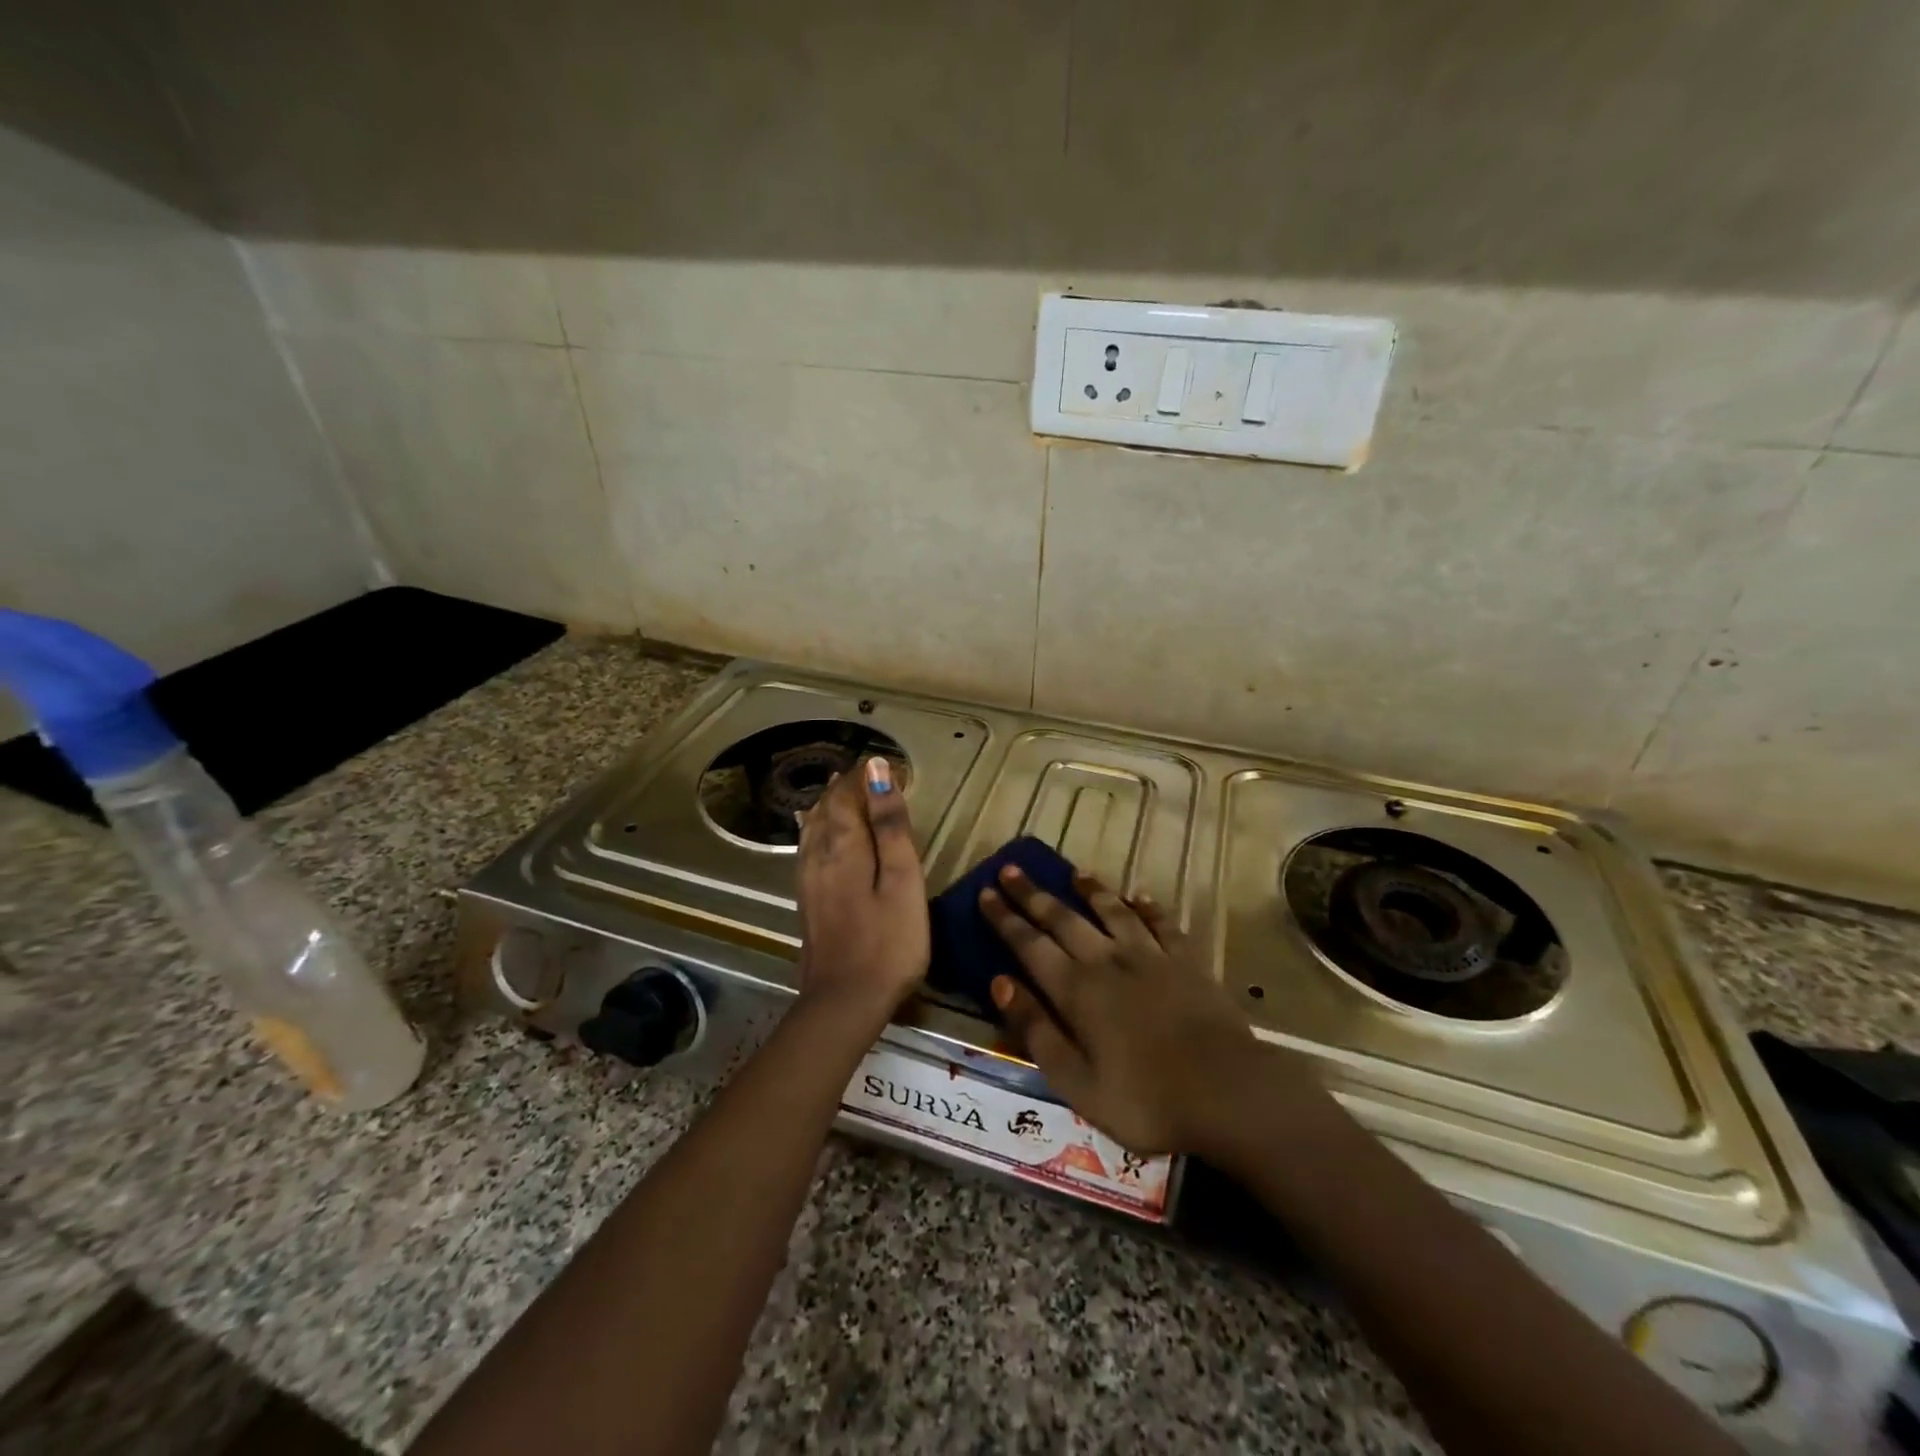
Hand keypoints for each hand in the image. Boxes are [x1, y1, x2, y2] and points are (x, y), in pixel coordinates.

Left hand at [794, 757, 928, 1034]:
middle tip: (867, 775)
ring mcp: (808, 881)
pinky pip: (809, 850)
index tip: (886, 764)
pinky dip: (820, 831)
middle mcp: (818, 856)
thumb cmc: (888, 941)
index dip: (863, 776)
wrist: (844, 1002)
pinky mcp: (807, 902)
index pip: (846, 794)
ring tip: (844, 794)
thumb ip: (890, 825)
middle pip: (825, 809)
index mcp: (843, 845)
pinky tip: (822, 837)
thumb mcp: (903, 879)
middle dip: (844, 788)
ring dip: (829, 807)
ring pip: (812, 829)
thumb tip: (878, 770)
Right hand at [980, 866, 1311, 1156]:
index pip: (1029, 944)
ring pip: (1112, 910)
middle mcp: (1107, 960)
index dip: (1004, 918)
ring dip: (1090, 889)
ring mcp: (1151, 955)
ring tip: (1073, 872)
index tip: (985, 893)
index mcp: (1076, 989)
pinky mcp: (1187, 960)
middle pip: (1063, 918)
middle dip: (1033, 894)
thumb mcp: (1075, 1081)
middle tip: (1010, 869)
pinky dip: (1147, 906)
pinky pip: (1161, 923)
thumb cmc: (1144, 1099)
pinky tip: (1140, 896)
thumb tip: (999, 982)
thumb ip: (1035, 1029)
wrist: (1228, 1093)